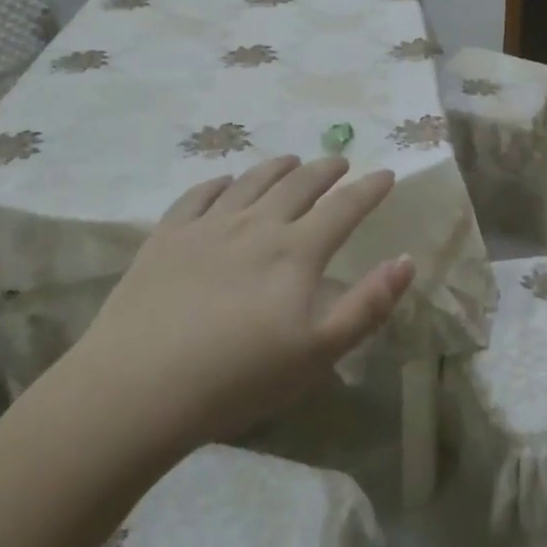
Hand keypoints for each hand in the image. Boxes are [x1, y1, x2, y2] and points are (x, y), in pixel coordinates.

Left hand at [72, 156, 414, 447]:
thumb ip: (367, 305)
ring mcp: (208, 226)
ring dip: (276, 167)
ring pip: (251, 182)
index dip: (369, 189)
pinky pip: (198, 195)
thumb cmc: (238, 378)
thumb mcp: (318, 353)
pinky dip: (219, 183)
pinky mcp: (167, 236)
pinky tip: (225, 183)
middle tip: (339, 161)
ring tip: (290, 160)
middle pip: (298, 185)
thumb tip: (406, 260)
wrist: (140, 386)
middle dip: (325, 169)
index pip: (344, 208)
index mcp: (296, 252)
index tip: (386, 173)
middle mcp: (256, 225)